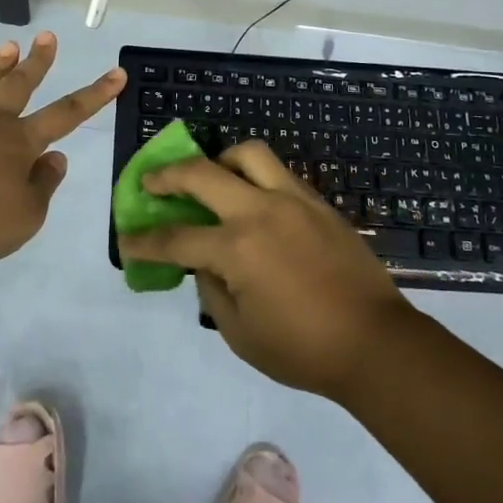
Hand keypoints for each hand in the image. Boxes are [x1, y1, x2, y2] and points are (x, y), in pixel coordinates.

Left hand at [0, 32, 124, 266]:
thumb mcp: (27, 216)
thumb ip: (44, 183)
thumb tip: (55, 158)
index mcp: (20, 141)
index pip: (67, 113)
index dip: (95, 94)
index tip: (117, 73)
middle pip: (21, 83)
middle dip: (39, 60)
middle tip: (48, 37)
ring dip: (1, 65)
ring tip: (10, 46)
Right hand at [118, 141, 417, 399]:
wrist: (376, 343)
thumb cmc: (303, 349)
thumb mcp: (240, 333)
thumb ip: (211, 290)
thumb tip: (204, 263)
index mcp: (237, 249)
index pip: (175, 238)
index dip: (144, 240)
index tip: (126, 238)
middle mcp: (260, 212)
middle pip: (201, 173)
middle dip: (166, 176)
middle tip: (151, 183)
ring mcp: (293, 200)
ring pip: (247, 154)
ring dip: (218, 160)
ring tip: (210, 178)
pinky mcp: (317, 203)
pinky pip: (277, 172)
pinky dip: (253, 176)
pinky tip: (250, 198)